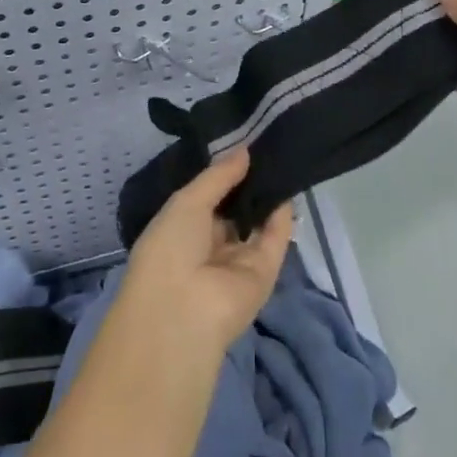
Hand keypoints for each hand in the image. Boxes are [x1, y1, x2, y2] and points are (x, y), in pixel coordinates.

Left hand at [117, 149, 294, 358]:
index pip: (206, 199)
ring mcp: (237, 262)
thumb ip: (218, 177)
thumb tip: (244, 151)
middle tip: (266, 147)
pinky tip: (287, 186)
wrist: (183, 311)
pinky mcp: (264, 274)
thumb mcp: (186, 202)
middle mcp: (208, 246)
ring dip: (266, 197)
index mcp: (180, 230)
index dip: (222, 175)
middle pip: (233, 211)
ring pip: (257, 224)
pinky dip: (282, 217)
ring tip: (282, 158)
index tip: (241, 145)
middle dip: (247, 184)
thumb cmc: (170, 249)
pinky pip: (275, 240)